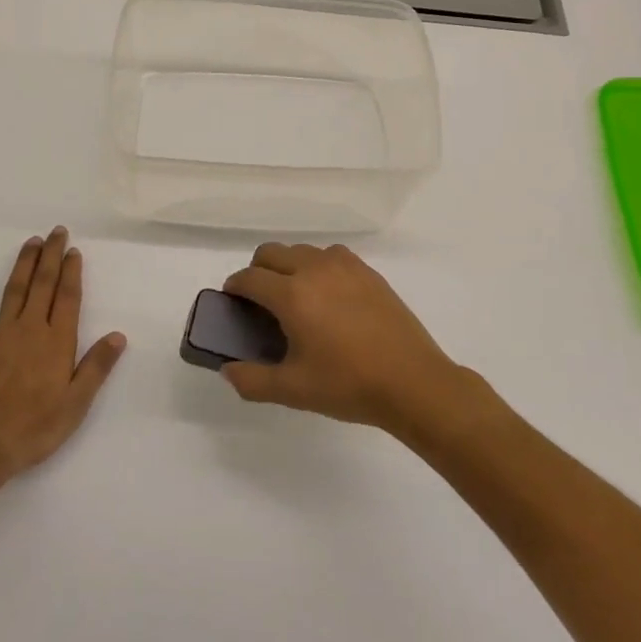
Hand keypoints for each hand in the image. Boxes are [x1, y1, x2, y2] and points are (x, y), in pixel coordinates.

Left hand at [0, 228, 125, 479]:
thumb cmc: (35, 428)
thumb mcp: (76, 403)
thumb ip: (96, 367)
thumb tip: (118, 335)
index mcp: (57, 342)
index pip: (68, 298)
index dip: (72, 272)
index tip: (74, 251)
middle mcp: (29, 329)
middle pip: (42, 285)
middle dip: (50, 256)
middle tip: (56, 232)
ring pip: (13, 290)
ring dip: (23, 264)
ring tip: (31, 242)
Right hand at [220, 243, 474, 435]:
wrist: (412, 382)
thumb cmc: (348, 385)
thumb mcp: (293, 390)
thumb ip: (251, 380)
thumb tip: (228, 370)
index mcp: (292, 295)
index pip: (249, 278)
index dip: (234, 288)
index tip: (232, 302)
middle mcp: (314, 269)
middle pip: (271, 253)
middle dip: (257, 271)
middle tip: (260, 302)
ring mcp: (344, 266)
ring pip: (301, 250)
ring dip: (288, 266)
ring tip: (296, 298)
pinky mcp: (368, 272)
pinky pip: (331, 255)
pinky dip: (317, 266)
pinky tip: (328, 295)